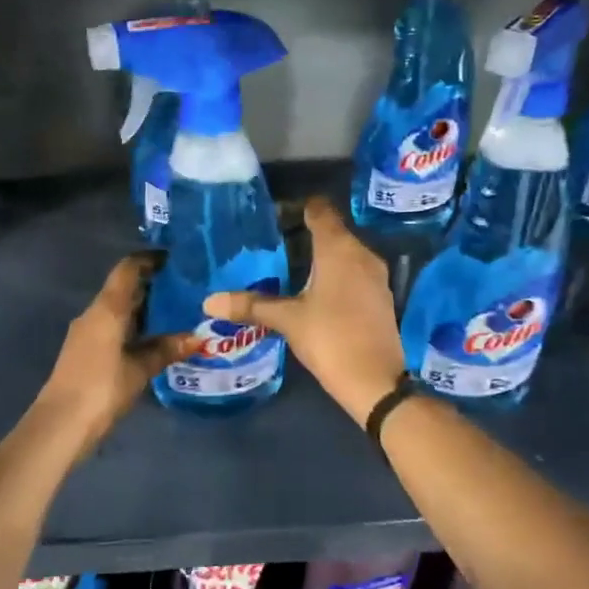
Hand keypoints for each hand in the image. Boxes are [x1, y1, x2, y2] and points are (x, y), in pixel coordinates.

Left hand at [36, 254, 192, 455]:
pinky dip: (134, 327)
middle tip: (185, 289)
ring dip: (144, 309)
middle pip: (123, 288)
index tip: (175, 259)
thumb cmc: (102, 387)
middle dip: (152, 286)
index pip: (128, 269)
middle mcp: (94, 314)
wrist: (61, 424)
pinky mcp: (85, 352)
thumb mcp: (140, 369)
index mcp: (107, 308)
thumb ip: (166, 349)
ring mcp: (87, 333)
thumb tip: (197, 337)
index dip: (149, 260)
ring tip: (176, 313)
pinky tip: (154, 340)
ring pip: (119, 310)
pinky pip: (113, 328)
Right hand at [204, 197, 406, 426]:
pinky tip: (314, 289)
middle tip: (272, 242)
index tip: (274, 214)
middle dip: (304, 232)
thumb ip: (251, 305)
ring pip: (344, 252)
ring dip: (320, 254)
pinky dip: (334, 273)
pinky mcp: (380, 296)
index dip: (298, 207)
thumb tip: (209, 301)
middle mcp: (362, 254)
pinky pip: (353, 271)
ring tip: (288, 265)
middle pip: (333, 230)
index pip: (321, 211)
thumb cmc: (331, 339)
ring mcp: (375, 276)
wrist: (375, 381)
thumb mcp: (288, 320)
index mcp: (339, 249)